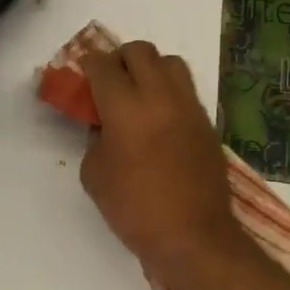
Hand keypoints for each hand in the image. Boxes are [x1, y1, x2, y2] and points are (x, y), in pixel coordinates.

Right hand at [79, 41, 263, 289]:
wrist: (194, 238)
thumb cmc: (135, 210)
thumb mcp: (95, 175)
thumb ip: (95, 139)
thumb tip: (104, 124)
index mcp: (125, 108)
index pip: (103, 65)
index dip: (88, 62)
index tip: (82, 70)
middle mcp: (160, 97)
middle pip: (140, 51)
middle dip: (119, 58)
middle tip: (109, 80)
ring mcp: (189, 107)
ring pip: (170, 62)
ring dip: (150, 68)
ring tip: (138, 93)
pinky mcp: (207, 122)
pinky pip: (185, 89)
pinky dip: (168, 91)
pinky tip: (158, 117)